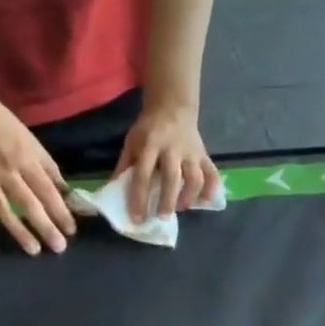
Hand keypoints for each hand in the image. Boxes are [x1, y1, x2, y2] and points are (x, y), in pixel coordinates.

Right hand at [0, 85, 75, 254]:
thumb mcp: (29, 138)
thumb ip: (47, 165)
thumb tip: (64, 189)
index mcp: (25, 159)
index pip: (48, 191)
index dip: (61, 211)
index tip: (71, 229)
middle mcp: (7, 172)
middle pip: (30, 205)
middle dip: (46, 227)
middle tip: (59, 247)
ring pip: (4, 212)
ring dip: (20, 233)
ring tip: (33, 250)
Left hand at [115, 101, 218, 221]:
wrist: (172, 107)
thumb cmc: (148, 130)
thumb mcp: (132, 142)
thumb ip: (124, 166)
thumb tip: (113, 192)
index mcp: (150, 145)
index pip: (143, 174)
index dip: (139, 198)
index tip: (137, 218)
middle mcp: (172, 148)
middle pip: (172, 178)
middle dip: (167, 200)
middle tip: (161, 218)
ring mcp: (191, 152)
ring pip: (195, 177)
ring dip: (189, 196)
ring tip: (181, 208)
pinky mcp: (204, 155)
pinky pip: (212, 174)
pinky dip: (211, 190)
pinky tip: (204, 202)